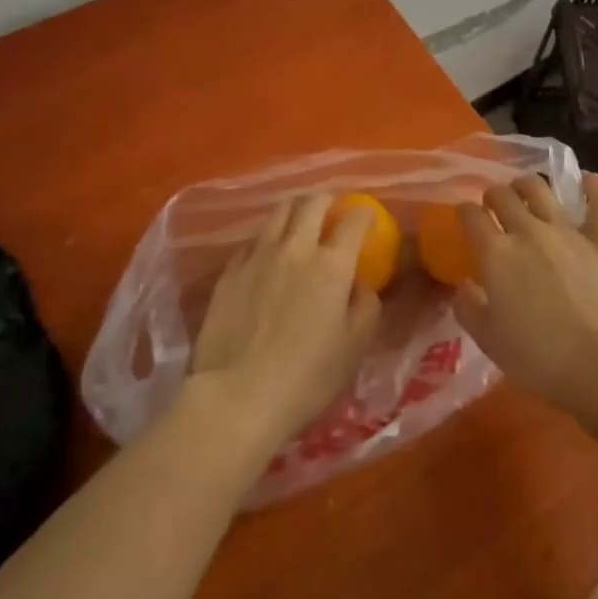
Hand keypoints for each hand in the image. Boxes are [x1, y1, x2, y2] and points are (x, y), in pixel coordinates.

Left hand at [190, 192, 380, 454]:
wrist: (236, 398)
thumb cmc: (305, 378)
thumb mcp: (354, 347)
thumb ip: (365, 306)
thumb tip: (358, 284)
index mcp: (331, 265)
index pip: (354, 220)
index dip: (365, 214)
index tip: (368, 220)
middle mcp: (295, 248)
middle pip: (312, 203)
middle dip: (327, 201)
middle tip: (332, 212)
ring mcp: (258, 256)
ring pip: (279, 213)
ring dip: (295, 210)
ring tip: (300, 223)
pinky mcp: (229, 271)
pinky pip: (252, 241)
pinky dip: (266, 240)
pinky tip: (267, 257)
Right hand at [453, 173, 597, 412]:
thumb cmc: (537, 357)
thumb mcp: (488, 339)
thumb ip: (468, 307)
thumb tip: (463, 286)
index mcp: (496, 253)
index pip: (471, 215)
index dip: (463, 212)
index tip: (463, 218)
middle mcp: (528, 231)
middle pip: (504, 194)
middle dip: (493, 195)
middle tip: (492, 207)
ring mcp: (567, 232)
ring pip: (541, 189)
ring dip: (527, 185)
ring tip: (524, 192)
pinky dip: (594, 189)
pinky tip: (590, 179)